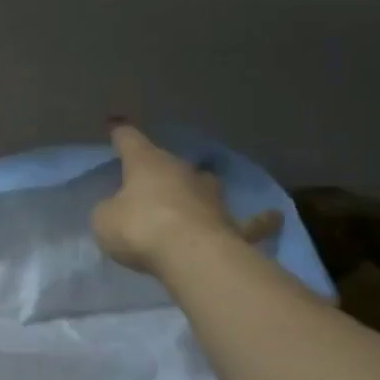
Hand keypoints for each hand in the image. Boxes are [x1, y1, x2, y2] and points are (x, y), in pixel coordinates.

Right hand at [92, 124, 281, 275]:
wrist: (191, 254)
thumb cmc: (140, 228)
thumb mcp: (105, 220)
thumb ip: (110, 211)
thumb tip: (119, 211)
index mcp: (147, 163)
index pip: (130, 141)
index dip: (121, 134)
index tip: (116, 125)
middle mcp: (183, 172)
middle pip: (170, 164)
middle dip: (160, 171)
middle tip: (151, 182)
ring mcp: (212, 197)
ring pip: (205, 186)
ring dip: (198, 190)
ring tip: (196, 196)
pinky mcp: (233, 224)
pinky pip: (249, 222)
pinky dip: (260, 220)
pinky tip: (274, 217)